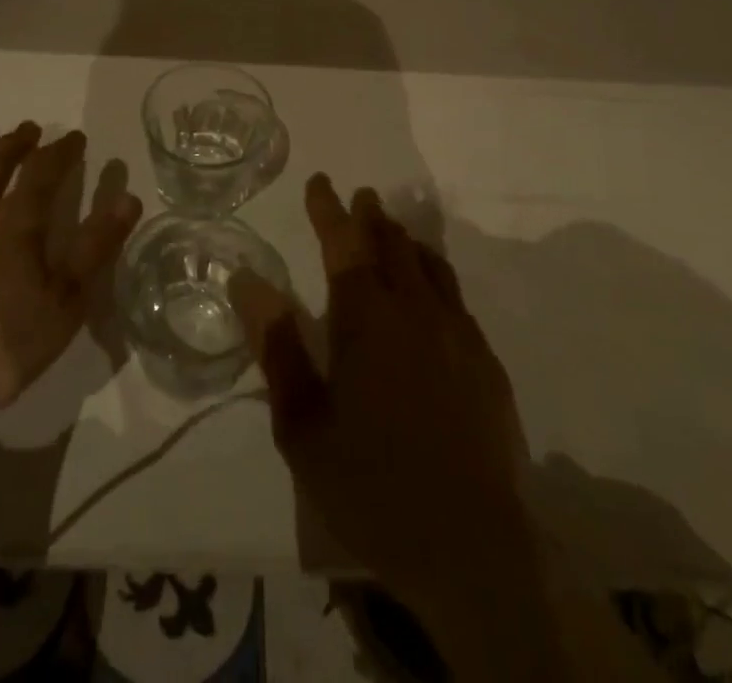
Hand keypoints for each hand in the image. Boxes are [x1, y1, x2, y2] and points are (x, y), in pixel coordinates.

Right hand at [230, 175, 529, 613]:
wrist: (471, 547)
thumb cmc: (371, 483)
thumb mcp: (302, 423)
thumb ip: (277, 345)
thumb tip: (246, 280)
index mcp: (367, 318)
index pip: (344, 243)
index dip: (329, 210)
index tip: (320, 182)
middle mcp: (415, 311)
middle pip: (392, 244)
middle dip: (371, 216)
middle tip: (360, 197)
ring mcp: (457, 335)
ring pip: (430, 266)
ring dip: (407, 242)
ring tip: (394, 230)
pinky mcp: (485, 364)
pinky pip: (456, 300)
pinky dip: (436, 279)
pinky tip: (432, 295)